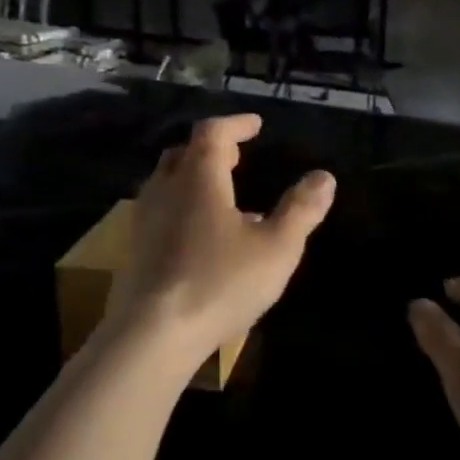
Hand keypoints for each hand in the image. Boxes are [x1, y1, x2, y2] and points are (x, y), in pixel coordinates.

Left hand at [104, 114, 335, 373]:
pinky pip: (160, 211)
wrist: (151, 334)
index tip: (255, 125)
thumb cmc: (219, 283)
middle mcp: (165, 189)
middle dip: (211, 148)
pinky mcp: (134, 250)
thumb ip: (301, 210)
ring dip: (193, 177)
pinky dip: (182, 206)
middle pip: (184, 153)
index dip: (235, 124)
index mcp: (199, 178)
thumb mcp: (276, 248)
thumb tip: (324, 177)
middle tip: (235, 155)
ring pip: (167, 183)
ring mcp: (144, 220)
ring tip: (221, 193)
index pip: (213, 133)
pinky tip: (200, 235)